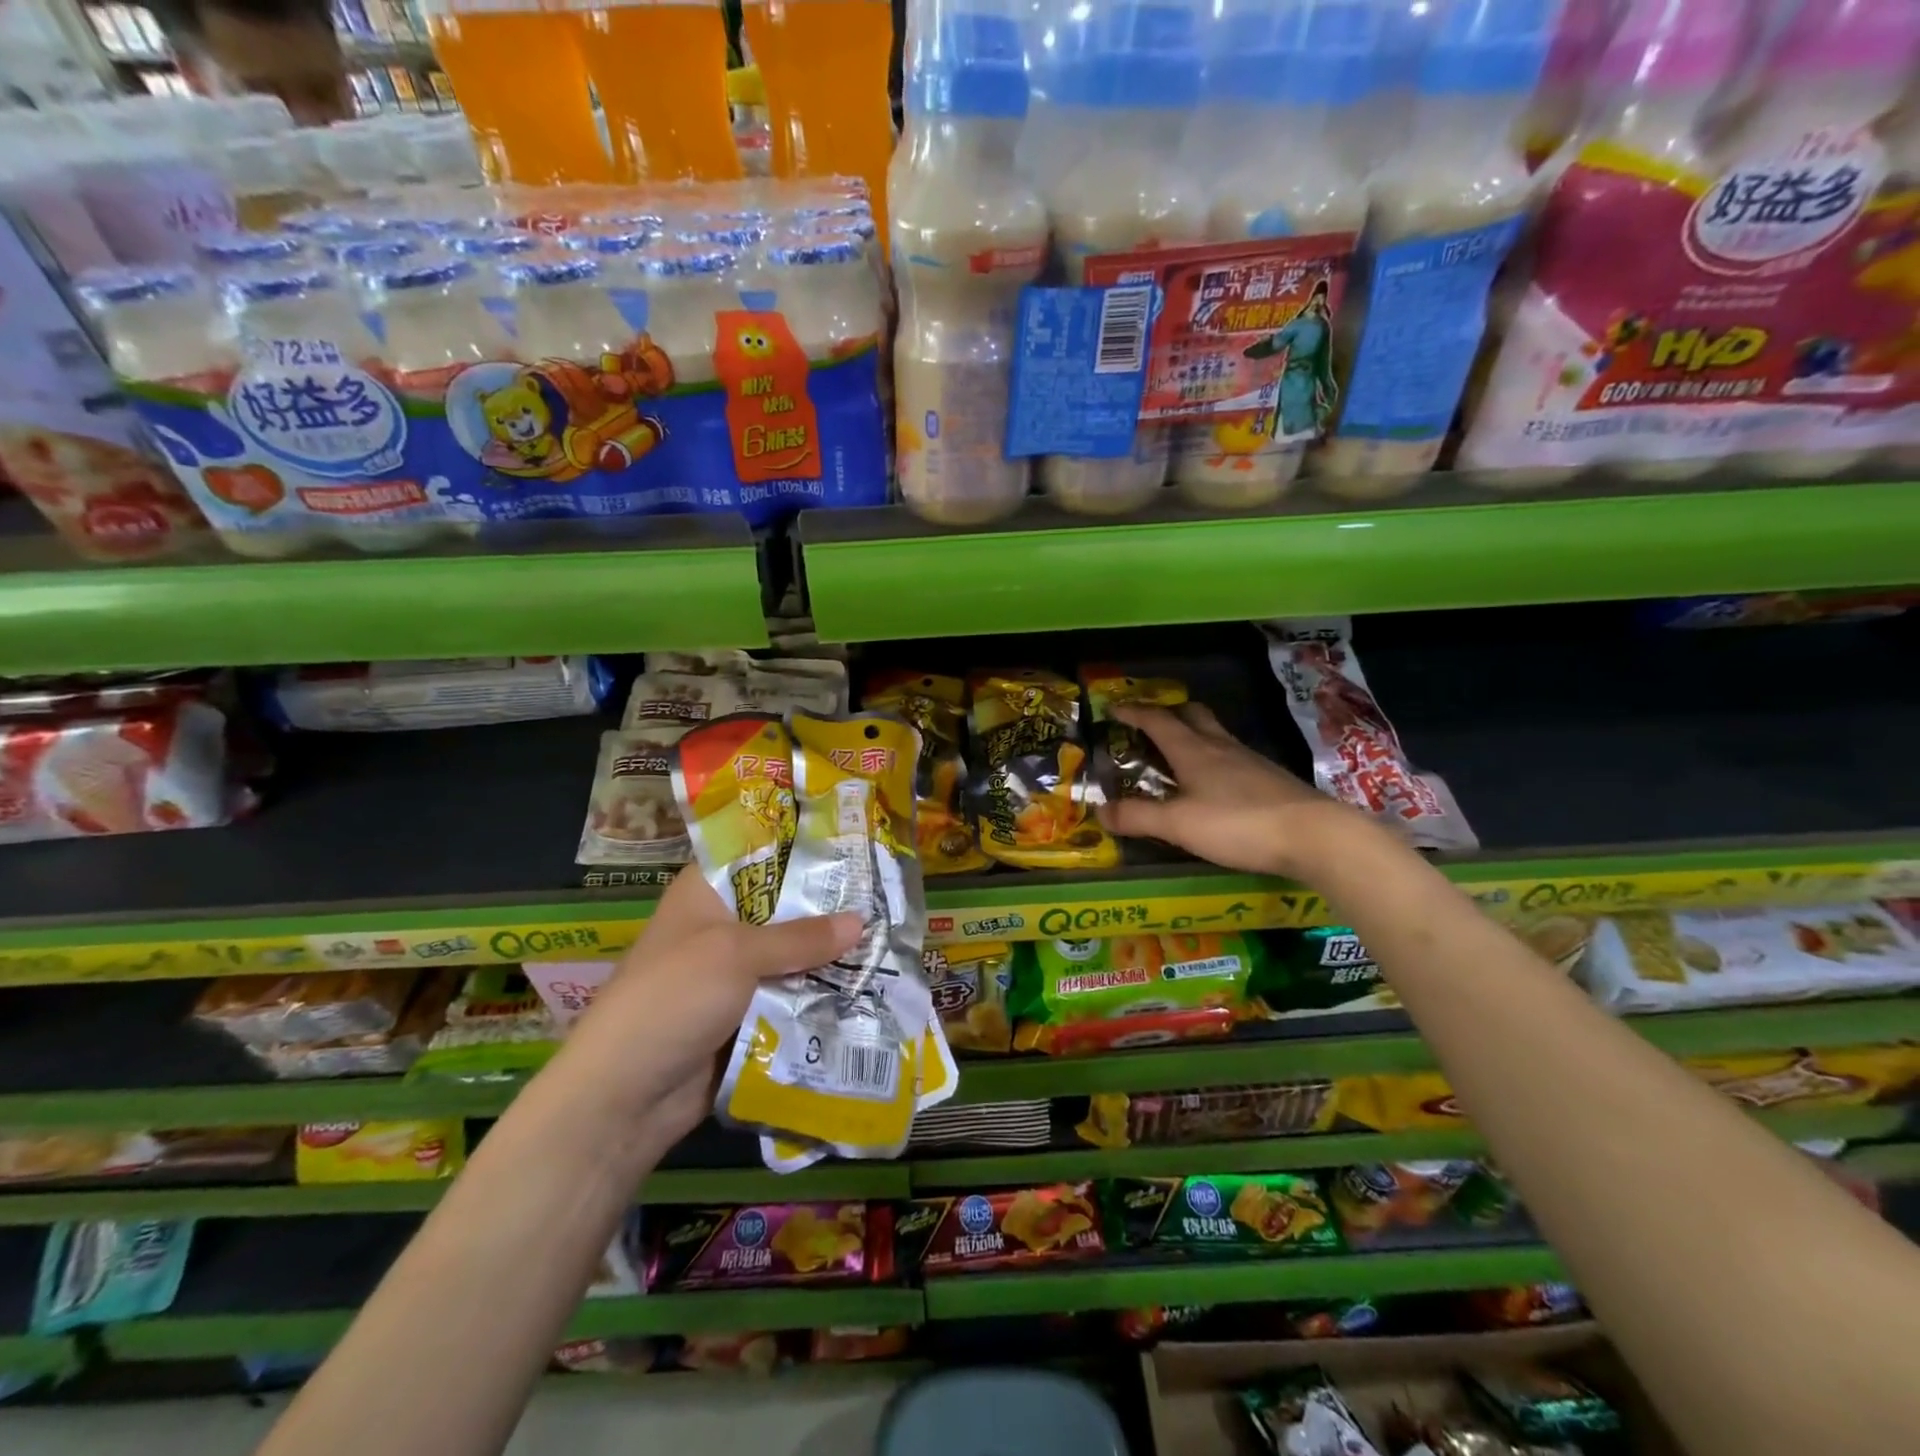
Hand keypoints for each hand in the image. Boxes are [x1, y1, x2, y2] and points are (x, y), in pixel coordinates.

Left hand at [560, 867, 860, 1143]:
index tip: (856, 844)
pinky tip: (871, 987)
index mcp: (707, 893)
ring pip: (794, 956)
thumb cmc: (673, 999)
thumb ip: (801, 937)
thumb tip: (862, 922)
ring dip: (832, 957)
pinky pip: (792, 997)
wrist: (624, 1098)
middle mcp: (723, 926)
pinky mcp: (747, 1016)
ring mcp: (735, 975)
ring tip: (892, 941)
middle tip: (890, 896)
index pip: (761, 854)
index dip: (805, 848)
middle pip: (786, 907)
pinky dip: (822, 995)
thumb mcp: (737, 955)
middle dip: (831, 907)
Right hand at [1096, 703, 1348, 879]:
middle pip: (1193, 715)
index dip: (1133, 712)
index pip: (1157, 720)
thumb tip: (1100, 810)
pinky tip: (1216, 784)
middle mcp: (1221, 747)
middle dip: (1168, 713)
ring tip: (1178, 754)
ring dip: (1193, 735)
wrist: (1315, 835)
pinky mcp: (1271, 779)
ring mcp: (1250, 761)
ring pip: (1216, 735)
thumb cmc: (1238, 824)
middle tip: (1150, 723)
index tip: (1114, 707)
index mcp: (1194, 750)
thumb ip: (1138, 817)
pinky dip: (1215, 759)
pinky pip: (1234, 757)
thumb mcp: (1178, 825)